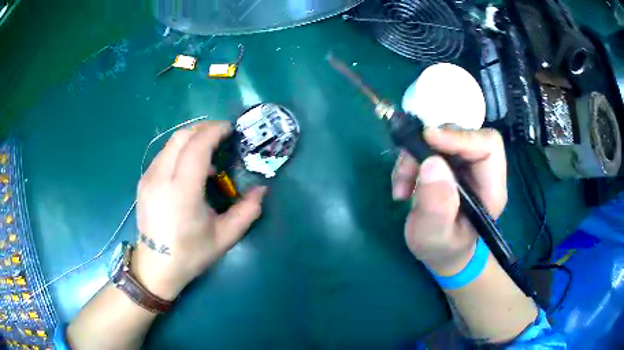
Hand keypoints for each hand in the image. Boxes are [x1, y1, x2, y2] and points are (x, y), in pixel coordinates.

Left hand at [132, 121, 266, 299]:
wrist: (156, 267)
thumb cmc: (190, 254)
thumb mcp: (225, 237)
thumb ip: (247, 211)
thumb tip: (261, 189)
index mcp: (181, 192)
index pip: (197, 147)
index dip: (215, 132)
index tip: (231, 129)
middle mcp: (160, 179)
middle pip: (181, 137)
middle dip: (204, 128)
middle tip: (222, 134)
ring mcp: (148, 178)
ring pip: (170, 143)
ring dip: (191, 138)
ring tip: (208, 150)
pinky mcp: (143, 181)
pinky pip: (163, 154)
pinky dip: (179, 150)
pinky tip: (189, 166)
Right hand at [392, 128, 506, 275]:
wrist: (442, 252)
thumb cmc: (443, 250)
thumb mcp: (435, 237)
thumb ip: (437, 207)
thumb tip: (432, 163)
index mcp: (491, 189)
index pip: (488, 145)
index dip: (461, 137)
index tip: (429, 138)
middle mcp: (481, 171)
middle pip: (461, 136)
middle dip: (429, 148)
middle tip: (408, 170)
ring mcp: (464, 165)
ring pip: (440, 139)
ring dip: (414, 157)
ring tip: (402, 186)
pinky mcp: (448, 164)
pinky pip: (427, 148)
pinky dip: (410, 162)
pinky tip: (403, 186)